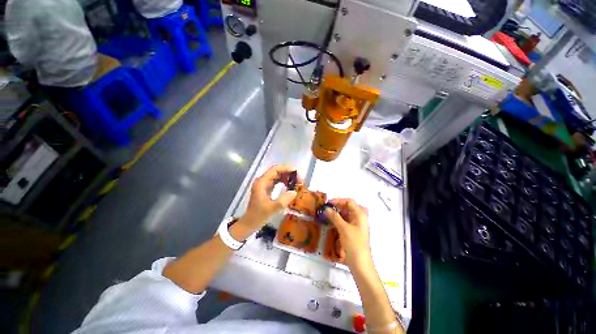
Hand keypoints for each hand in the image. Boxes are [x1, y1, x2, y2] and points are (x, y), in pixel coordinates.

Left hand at [239, 165, 300, 231]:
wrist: (250, 223)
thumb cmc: (259, 216)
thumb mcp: (273, 208)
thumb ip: (284, 200)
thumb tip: (294, 192)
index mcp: (262, 182)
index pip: (275, 169)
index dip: (286, 169)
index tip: (297, 173)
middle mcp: (262, 181)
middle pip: (277, 171)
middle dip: (289, 174)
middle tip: (299, 180)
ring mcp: (264, 184)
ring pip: (277, 176)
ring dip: (287, 178)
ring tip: (296, 183)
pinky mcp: (266, 189)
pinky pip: (276, 182)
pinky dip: (284, 182)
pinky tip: (290, 187)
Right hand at [324, 198, 371, 268]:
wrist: (360, 264)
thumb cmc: (354, 244)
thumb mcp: (343, 228)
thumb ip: (334, 217)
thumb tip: (326, 208)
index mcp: (360, 215)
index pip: (349, 202)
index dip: (338, 201)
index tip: (328, 203)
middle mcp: (359, 218)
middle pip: (347, 208)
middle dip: (337, 207)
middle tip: (326, 209)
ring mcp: (356, 226)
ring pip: (345, 215)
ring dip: (336, 214)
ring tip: (326, 215)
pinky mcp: (352, 232)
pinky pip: (344, 222)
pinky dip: (337, 221)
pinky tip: (330, 223)